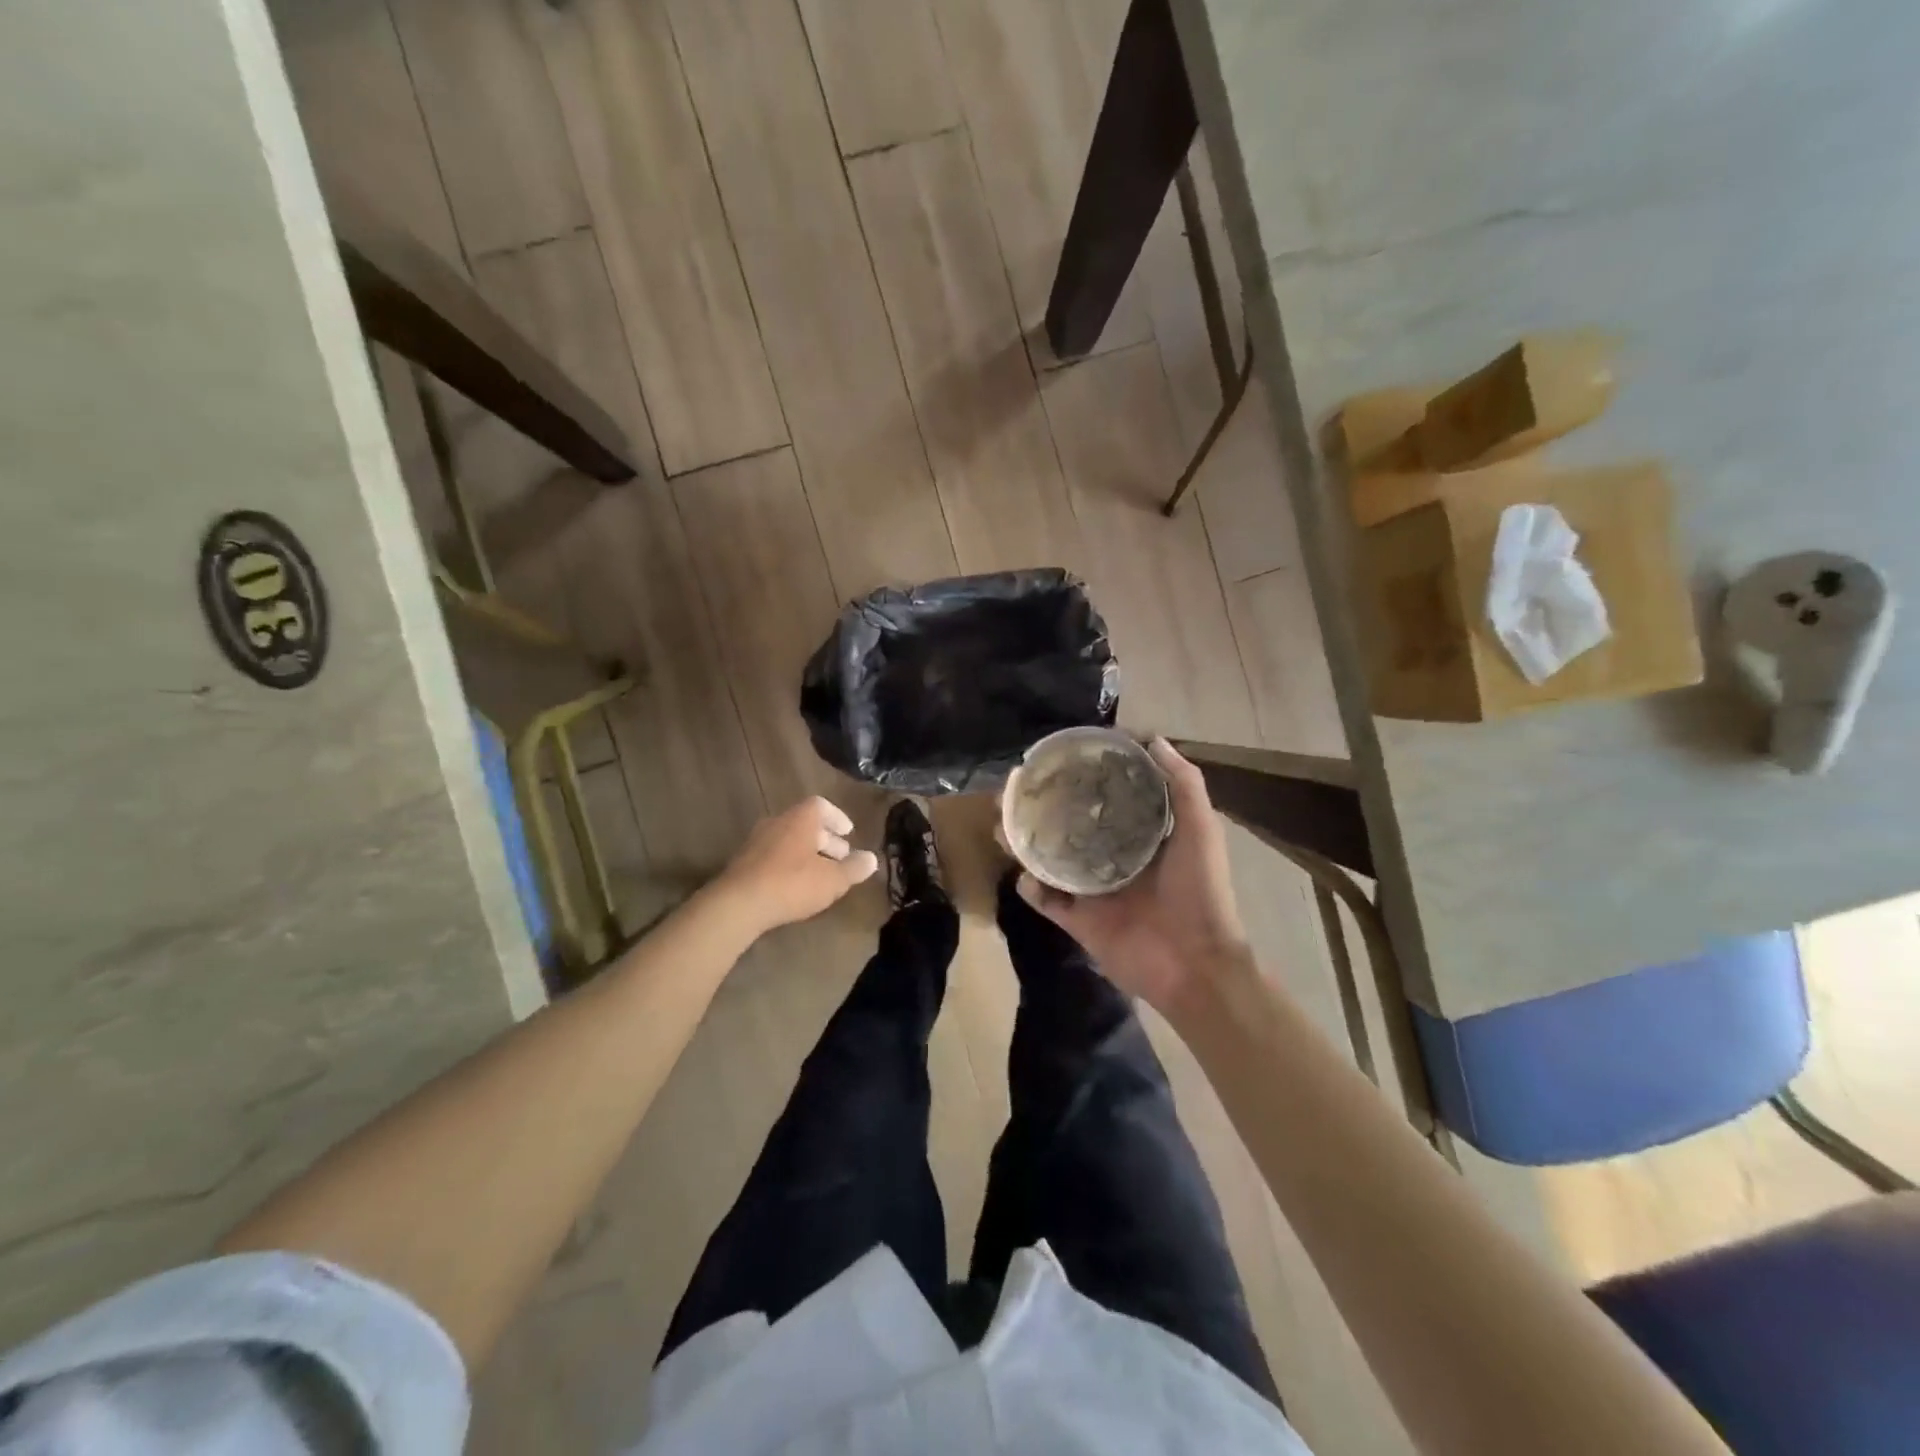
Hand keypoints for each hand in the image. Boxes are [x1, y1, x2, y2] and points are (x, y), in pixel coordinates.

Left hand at [713, 796, 878, 937]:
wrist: (737, 904)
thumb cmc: (792, 884)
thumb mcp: (832, 880)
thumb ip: (854, 868)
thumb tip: (872, 859)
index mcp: (800, 819)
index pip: (821, 805)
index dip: (837, 818)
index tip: (848, 833)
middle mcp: (777, 822)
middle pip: (805, 824)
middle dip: (825, 839)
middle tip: (840, 857)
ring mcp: (756, 841)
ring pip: (788, 840)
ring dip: (806, 853)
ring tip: (820, 874)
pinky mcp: (743, 862)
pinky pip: (773, 855)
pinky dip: (788, 864)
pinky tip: (795, 885)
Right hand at [1017, 739, 1248, 1017]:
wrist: (1195, 964)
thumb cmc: (1201, 893)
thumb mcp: (1200, 830)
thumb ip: (1183, 785)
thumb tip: (1151, 739)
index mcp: (1140, 837)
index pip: (1105, 799)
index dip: (1082, 778)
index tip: (1058, 758)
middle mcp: (1112, 859)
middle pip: (1068, 826)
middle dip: (1041, 808)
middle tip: (1016, 790)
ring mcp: (1092, 891)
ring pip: (1049, 860)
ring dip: (1025, 843)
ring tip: (1003, 823)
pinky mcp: (1079, 921)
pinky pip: (1047, 901)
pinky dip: (1032, 887)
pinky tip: (1023, 873)